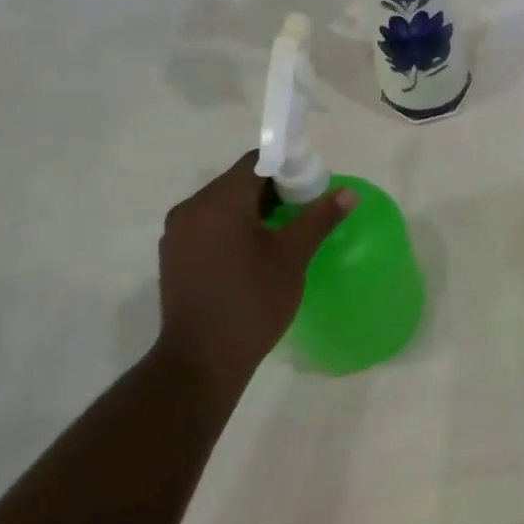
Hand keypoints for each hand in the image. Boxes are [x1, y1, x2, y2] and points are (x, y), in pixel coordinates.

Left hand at [154, 152, 354, 390]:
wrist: (201, 361)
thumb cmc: (251, 303)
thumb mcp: (292, 257)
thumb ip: (319, 218)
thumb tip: (348, 192)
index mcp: (218, 202)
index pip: (256, 162)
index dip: (288, 167)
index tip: (312, 187)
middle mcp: (191, 209)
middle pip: (239, 181)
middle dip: (274, 190)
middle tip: (305, 210)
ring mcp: (177, 233)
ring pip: (224, 204)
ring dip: (255, 209)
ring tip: (285, 233)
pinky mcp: (175, 255)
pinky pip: (209, 225)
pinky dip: (234, 227)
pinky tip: (256, 252)